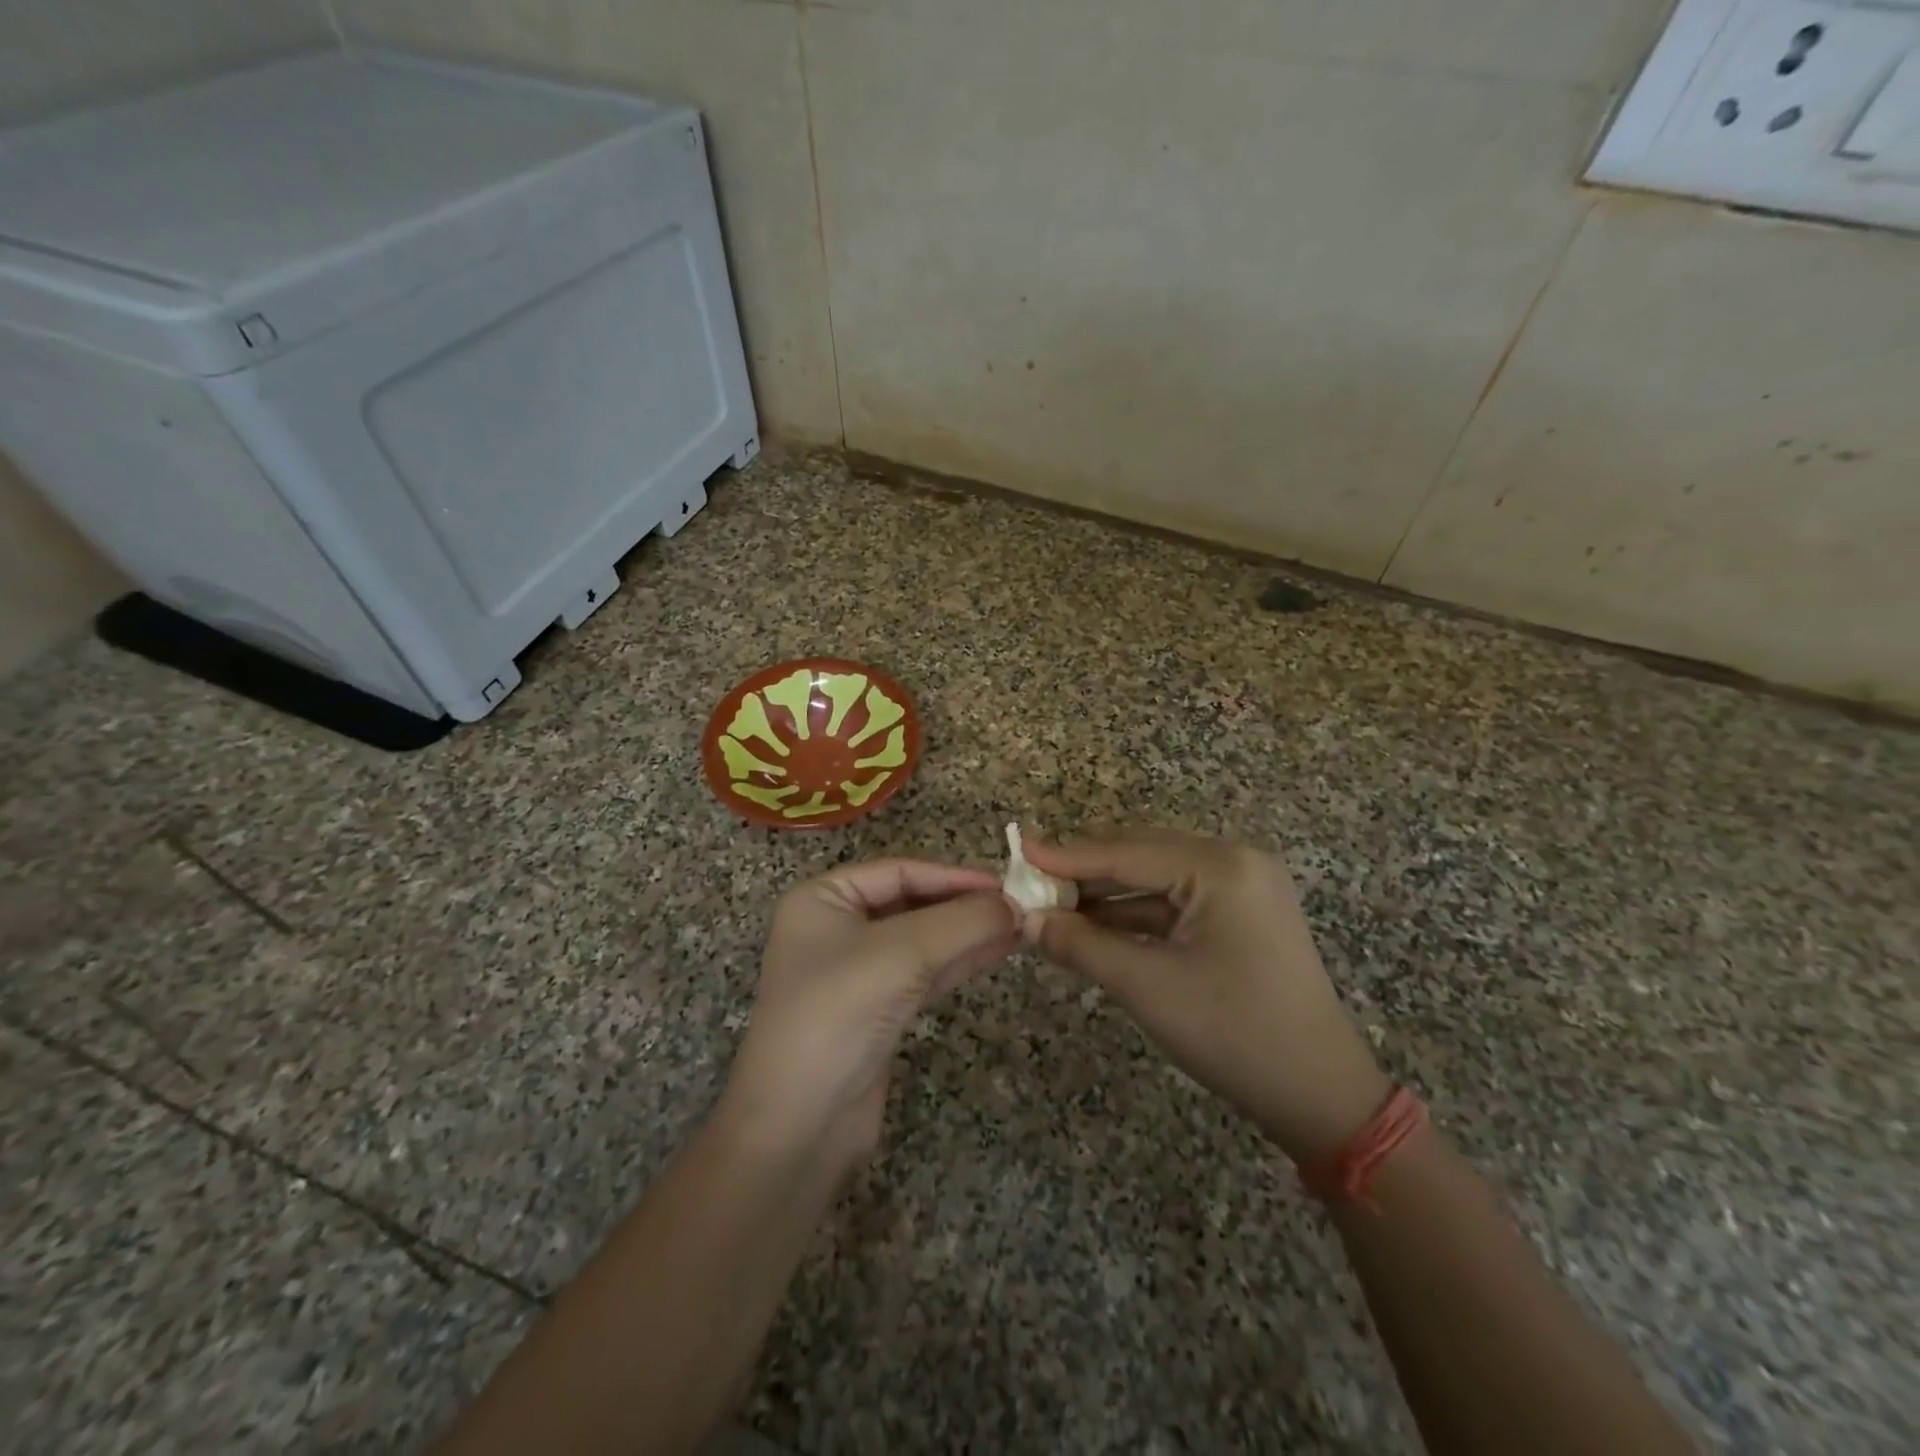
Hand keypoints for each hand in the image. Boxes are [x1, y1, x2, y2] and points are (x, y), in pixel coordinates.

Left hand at [721, 860, 1017, 1166]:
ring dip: (968, 934)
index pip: (898, 871)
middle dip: (963, 906)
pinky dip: (959, 962)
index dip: (953, 875)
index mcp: (823, 899)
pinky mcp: (876, 1010)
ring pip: (922, 940)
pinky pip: (923, 973)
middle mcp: (836, 928)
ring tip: (1019, 928)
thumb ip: (963, 922)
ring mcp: (855, 972)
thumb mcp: (902, 953)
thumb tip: (1015, 905)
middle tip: (1019, 908)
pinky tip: (997, 953)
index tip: (1004, 885)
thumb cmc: (839, 1013)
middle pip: (912, 903)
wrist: (800, 1125)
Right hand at [1026, 829, 1389, 1162]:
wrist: (1320, 1095)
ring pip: (1156, 877)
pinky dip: (1134, 912)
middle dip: (1085, 870)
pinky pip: (1175, 900)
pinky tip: (1095, 924)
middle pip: (1141, 853)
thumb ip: (1082, 945)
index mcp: (1221, 866)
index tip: (1018, 850)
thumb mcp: (1147, 986)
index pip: (1127, 852)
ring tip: (1053, 903)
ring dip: (1106, 892)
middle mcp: (1234, 861)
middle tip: (1031, 879)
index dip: (1067, 855)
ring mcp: (1241, 886)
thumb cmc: (1234, 1033)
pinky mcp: (1240, 913)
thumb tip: (1027, 920)